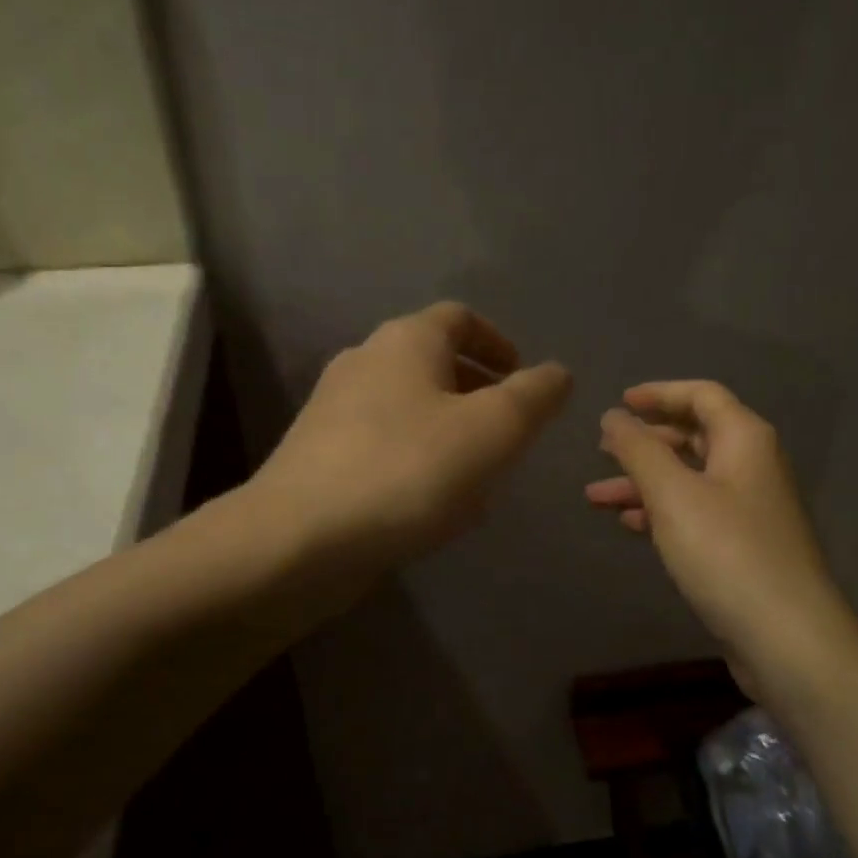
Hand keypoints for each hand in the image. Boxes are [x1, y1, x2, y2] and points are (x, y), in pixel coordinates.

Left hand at [255, 302, 571, 572]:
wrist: (299, 540)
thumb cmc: (408, 471)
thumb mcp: (493, 430)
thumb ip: (534, 396)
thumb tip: (557, 373)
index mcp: (405, 342)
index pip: (459, 318)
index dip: (497, 342)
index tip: (521, 377)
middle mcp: (364, 363)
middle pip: (432, 363)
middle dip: (477, 391)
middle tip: (508, 431)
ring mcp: (333, 411)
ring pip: (408, 409)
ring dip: (448, 431)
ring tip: (479, 475)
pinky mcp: (319, 457)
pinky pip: (383, 446)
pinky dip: (416, 460)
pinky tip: (432, 505)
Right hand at [587, 381, 850, 703]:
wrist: (785, 636)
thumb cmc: (726, 552)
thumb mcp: (673, 494)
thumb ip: (639, 449)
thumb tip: (613, 416)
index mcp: (744, 440)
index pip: (701, 395)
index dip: (659, 393)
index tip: (619, 403)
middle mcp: (752, 466)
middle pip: (694, 437)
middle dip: (645, 442)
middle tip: (601, 449)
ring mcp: (749, 509)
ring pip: (689, 480)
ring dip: (643, 483)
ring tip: (595, 497)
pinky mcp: (742, 546)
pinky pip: (695, 514)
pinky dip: (661, 513)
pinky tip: (630, 525)